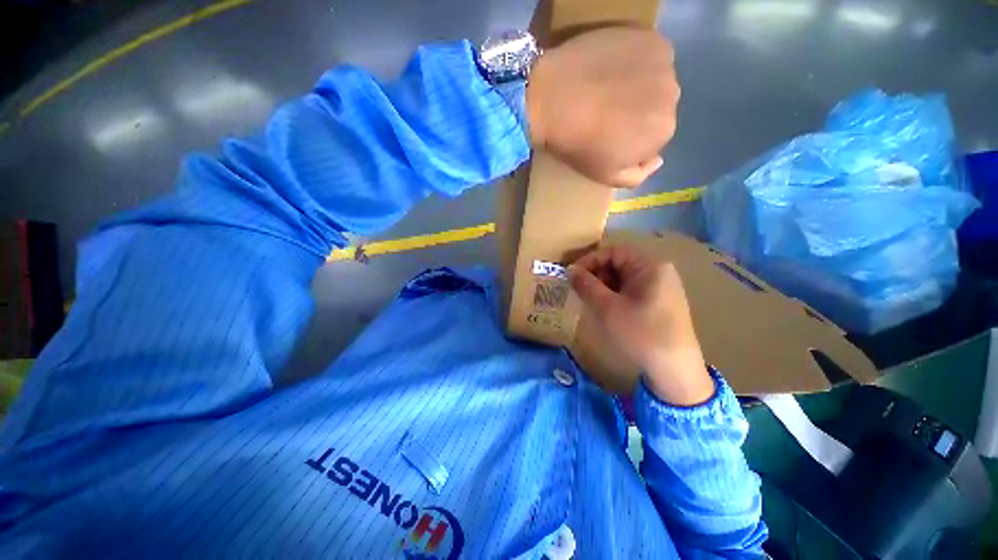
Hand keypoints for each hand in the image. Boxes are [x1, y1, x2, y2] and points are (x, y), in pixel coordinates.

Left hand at [526, 27, 679, 187]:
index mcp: (663, 131)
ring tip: (608, 87)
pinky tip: (611, 67)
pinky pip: (649, 54)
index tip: (611, 134)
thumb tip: (657, 159)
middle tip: (608, 110)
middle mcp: (673, 95)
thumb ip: (638, 174)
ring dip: (639, 85)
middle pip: (659, 106)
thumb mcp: (606, 176)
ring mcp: (663, 62)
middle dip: (639, 111)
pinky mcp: (649, 36)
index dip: (633, 136)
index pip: (655, 136)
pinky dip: (636, 61)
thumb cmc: (578, 144)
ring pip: (656, 79)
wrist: (552, 100)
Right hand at [568, 245, 713, 405]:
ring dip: (604, 287)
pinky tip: (607, 310)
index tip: (571, 275)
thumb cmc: (640, 333)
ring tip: (590, 301)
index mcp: (650, 266)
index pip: (613, 252)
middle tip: (579, 291)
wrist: (675, 371)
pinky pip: (633, 291)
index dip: (589, 261)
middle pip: (620, 264)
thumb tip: (570, 269)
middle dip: (597, 275)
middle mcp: (659, 271)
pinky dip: (616, 296)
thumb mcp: (608, 308)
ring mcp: (662, 288)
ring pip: (625, 279)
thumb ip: (586, 285)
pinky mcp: (662, 303)